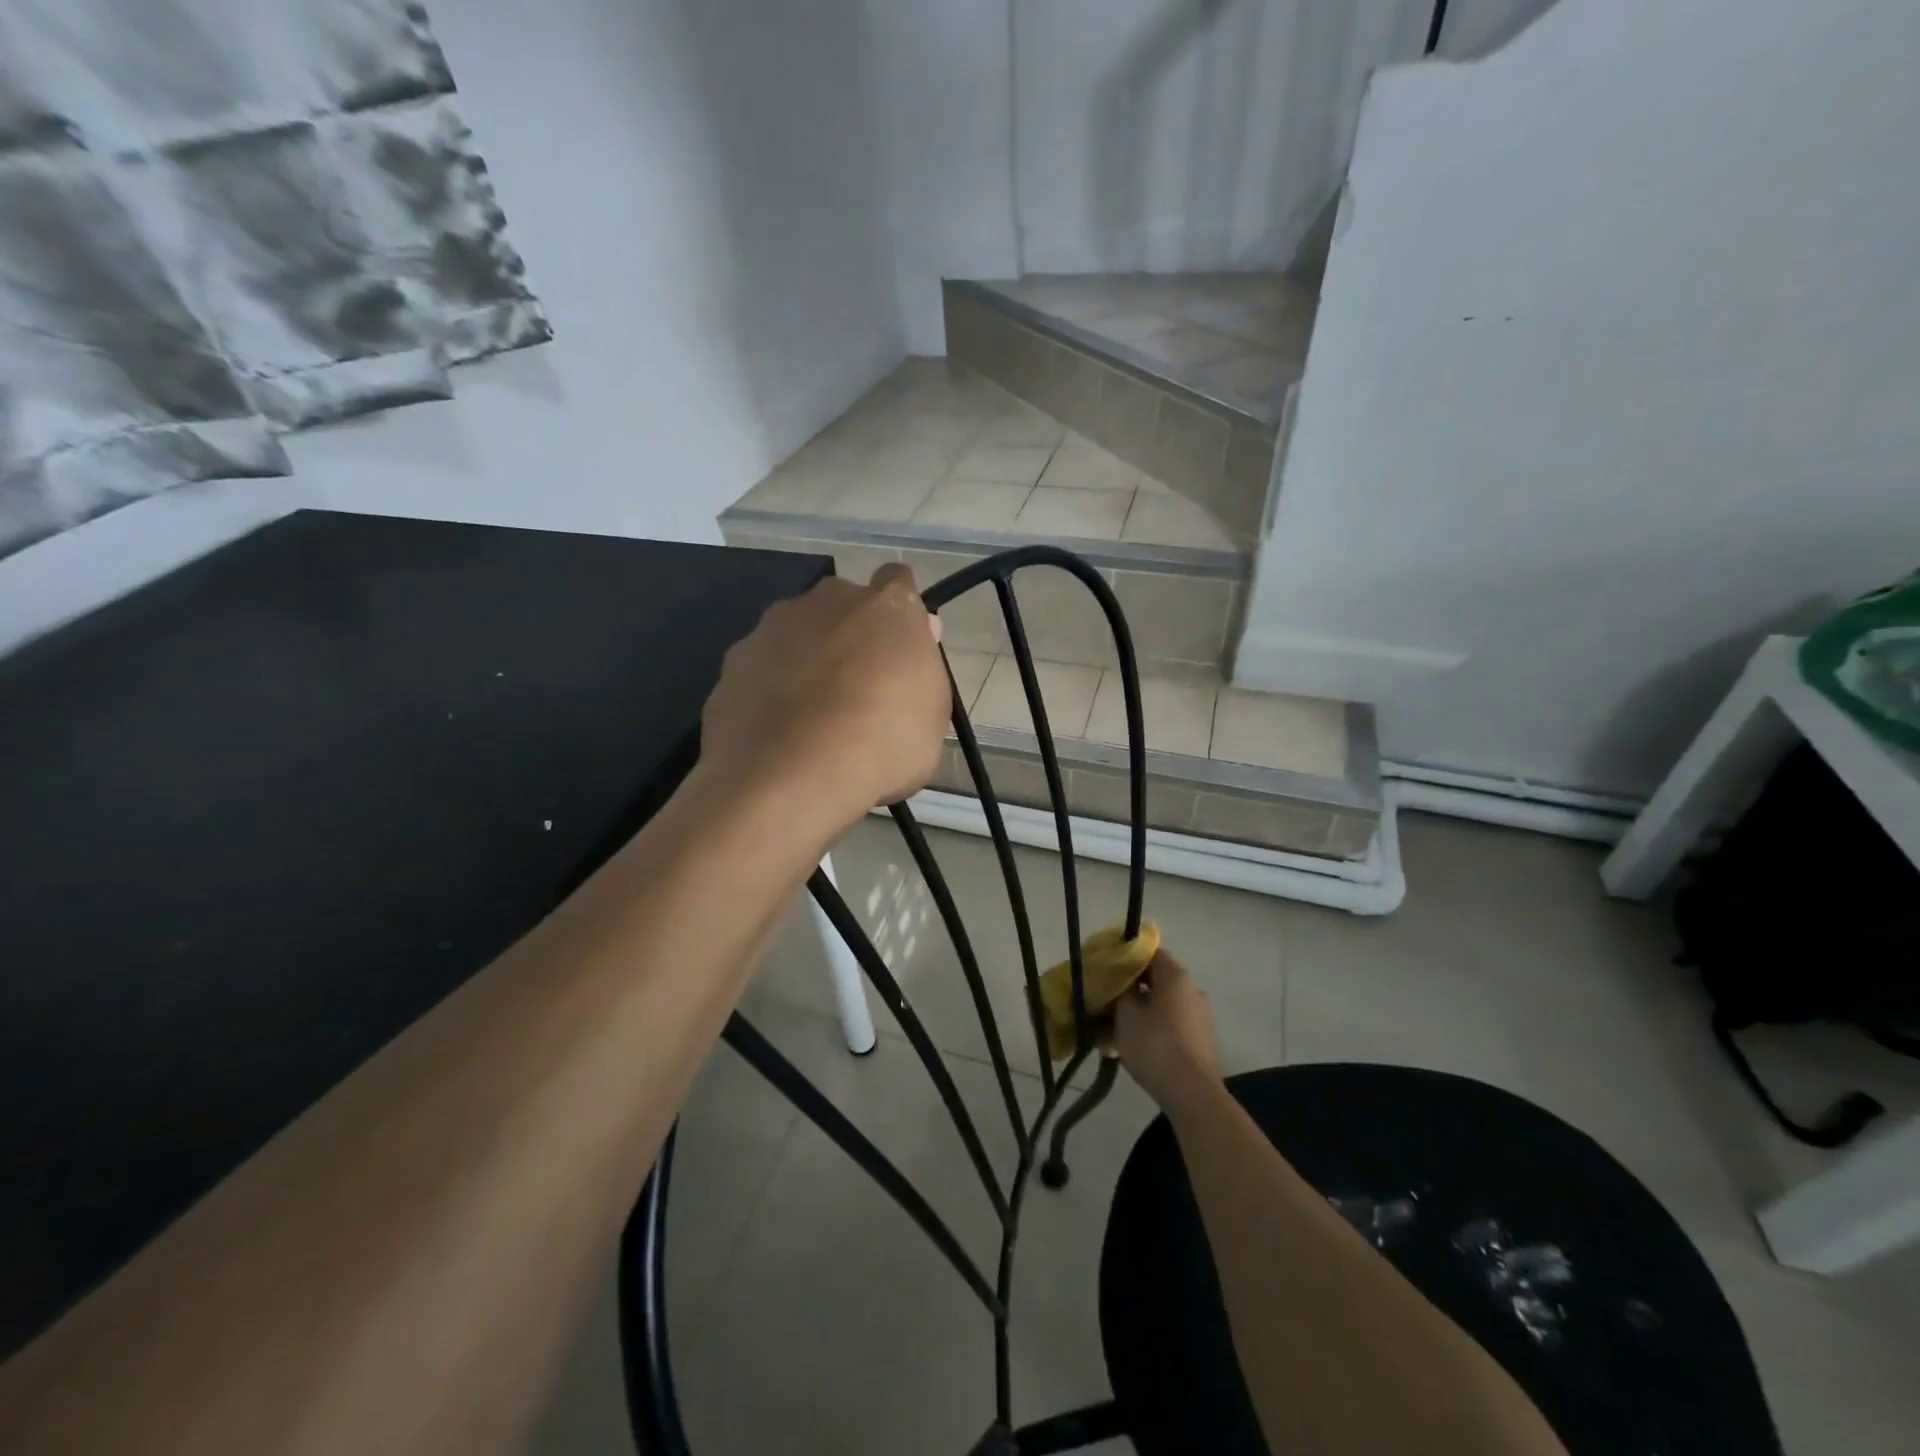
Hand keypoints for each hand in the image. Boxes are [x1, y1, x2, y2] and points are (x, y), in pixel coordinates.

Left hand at [700, 563, 949, 830]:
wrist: (791, 775)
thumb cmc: (882, 743)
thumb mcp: (932, 717)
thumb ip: (923, 668)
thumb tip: (919, 634)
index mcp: (885, 606)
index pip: (898, 582)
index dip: (899, 614)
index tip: (900, 649)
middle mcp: (826, 601)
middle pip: (842, 606)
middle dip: (849, 635)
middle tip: (857, 689)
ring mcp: (772, 628)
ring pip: (796, 635)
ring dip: (806, 661)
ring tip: (811, 719)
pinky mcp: (733, 662)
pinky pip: (761, 670)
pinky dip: (769, 691)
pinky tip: (777, 734)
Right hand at [1112, 950, 1220, 1111]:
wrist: (1192, 1094)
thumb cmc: (1154, 1045)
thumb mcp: (1126, 1014)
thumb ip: (1120, 991)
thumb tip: (1120, 983)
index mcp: (1175, 976)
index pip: (1149, 953)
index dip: (1125, 958)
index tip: (1105, 968)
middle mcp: (1191, 990)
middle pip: (1154, 981)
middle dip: (1128, 991)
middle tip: (1103, 1002)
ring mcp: (1198, 1016)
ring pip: (1159, 1006)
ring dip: (1136, 1014)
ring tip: (1109, 1033)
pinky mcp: (1199, 1040)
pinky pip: (1168, 1026)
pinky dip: (1149, 1031)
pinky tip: (1127, 1049)